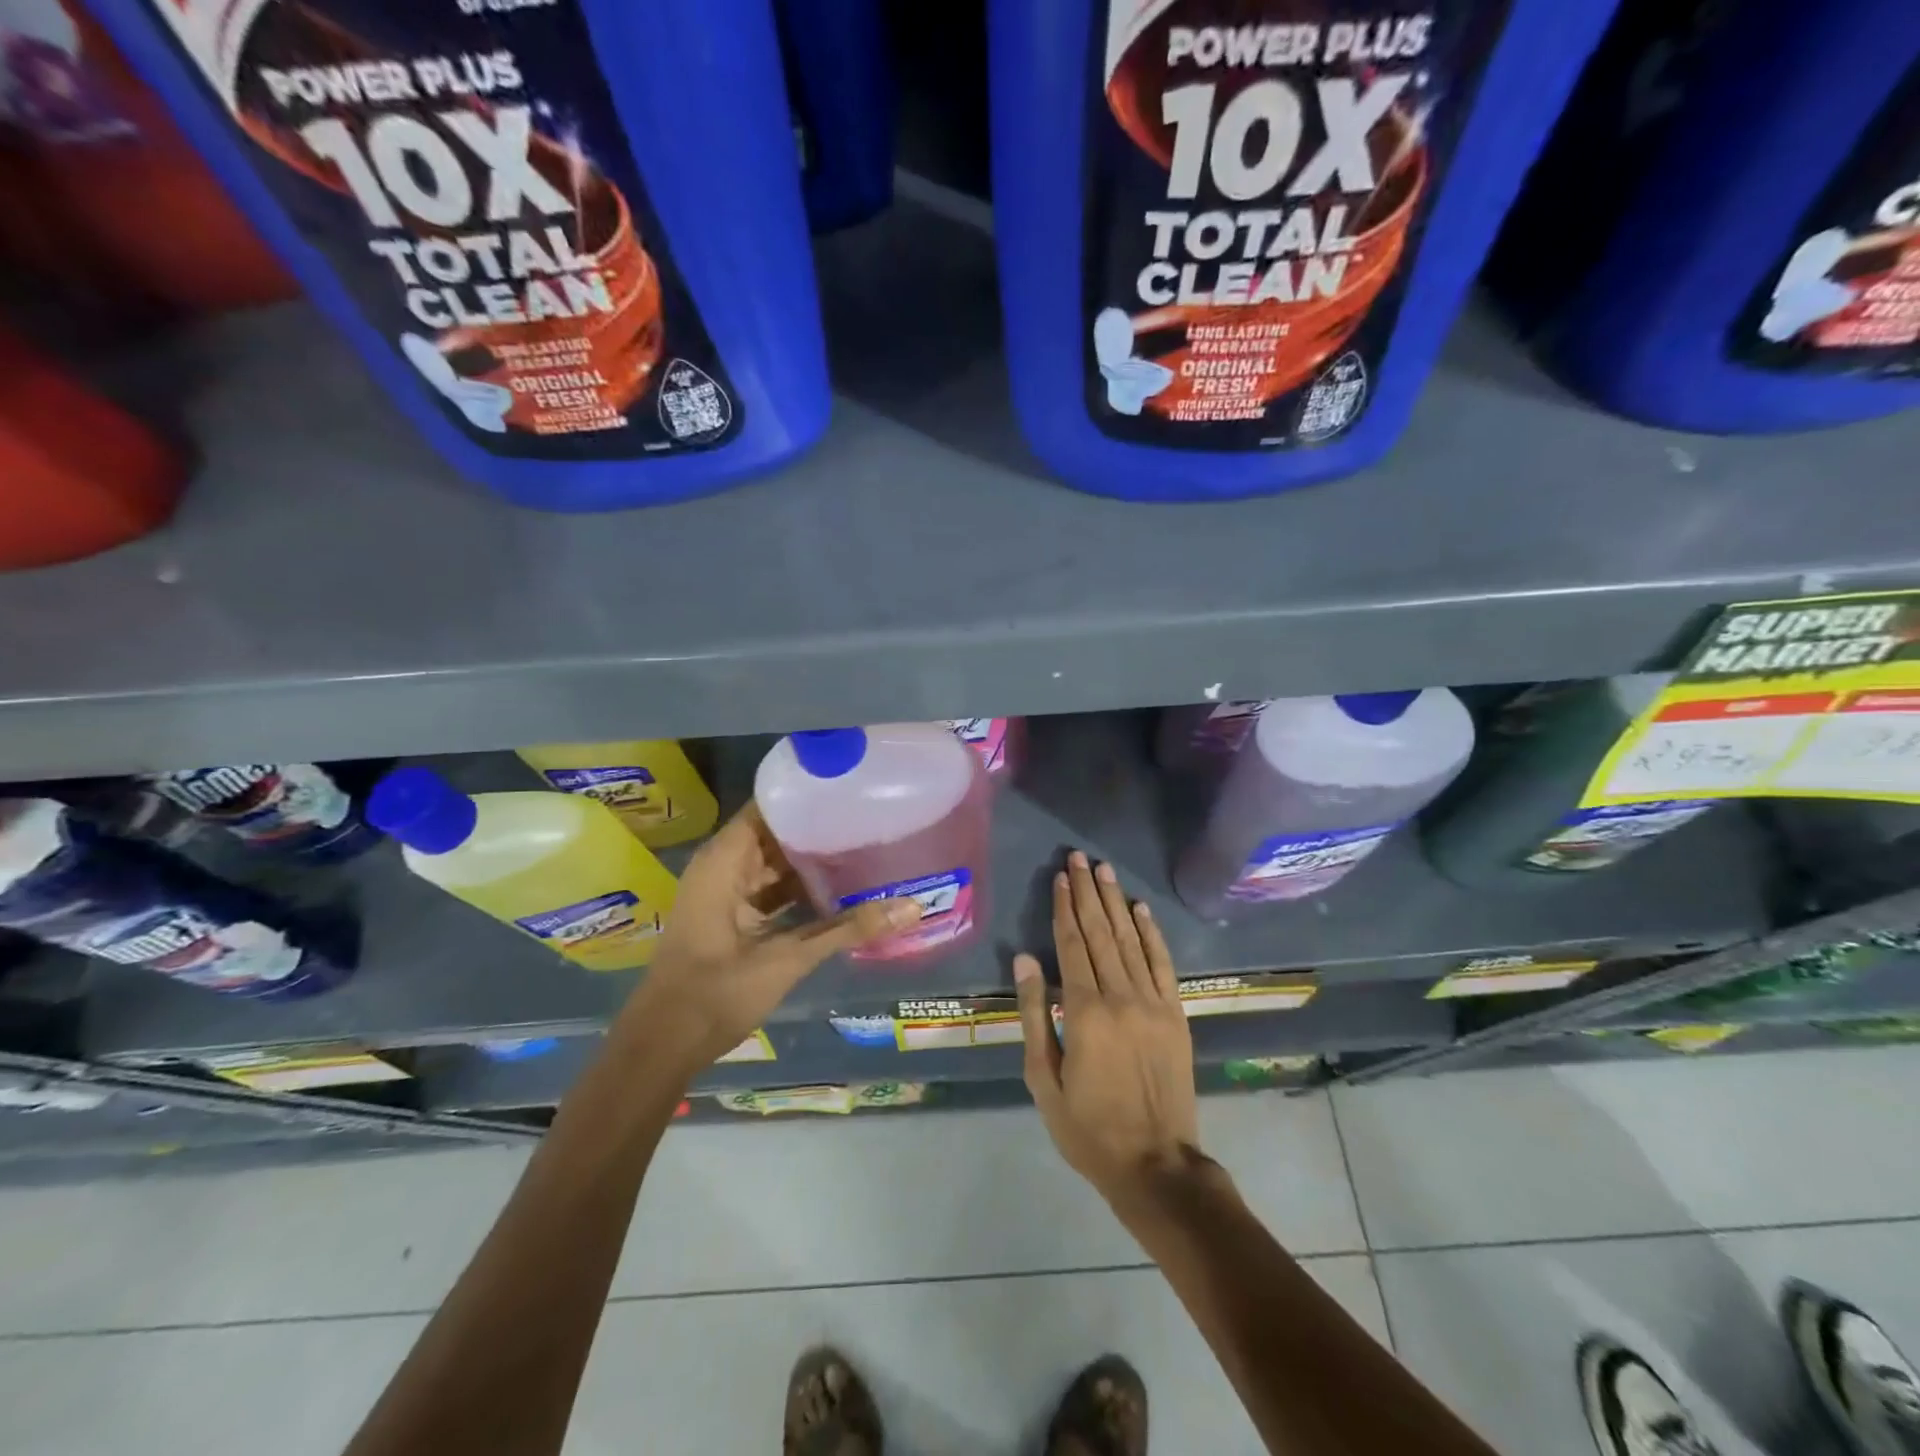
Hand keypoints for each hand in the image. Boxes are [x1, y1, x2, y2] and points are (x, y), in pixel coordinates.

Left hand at [621, 802, 919, 1072]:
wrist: (662, 1047)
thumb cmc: (715, 993)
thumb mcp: (787, 959)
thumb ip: (847, 929)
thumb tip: (912, 907)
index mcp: (726, 859)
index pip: (771, 804)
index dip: (809, 794)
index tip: (853, 787)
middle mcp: (725, 866)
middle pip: (778, 831)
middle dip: (820, 826)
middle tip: (873, 816)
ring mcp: (728, 892)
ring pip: (777, 862)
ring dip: (814, 859)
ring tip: (865, 844)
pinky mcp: (734, 916)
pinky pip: (773, 889)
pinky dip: (802, 888)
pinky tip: (842, 888)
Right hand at [1014, 851, 1200, 1204]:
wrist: (1156, 1164)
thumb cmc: (1088, 1127)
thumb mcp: (1043, 1078)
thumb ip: (1033, 1014)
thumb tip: (1024, 959)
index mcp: (1084, 1012)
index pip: (1071, 945)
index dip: (1063, 908)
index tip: (1058, 877)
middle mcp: (1121, 997)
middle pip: (1100, 933)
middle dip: (1087, 892)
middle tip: (1078, 858)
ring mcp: (1154, 1004)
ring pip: (1131, 940)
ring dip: (1115, 902)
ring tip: (1103, 870)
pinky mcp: (1176, 1015)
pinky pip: (1163, 964)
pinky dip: (1152, 933)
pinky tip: (1140, 908)